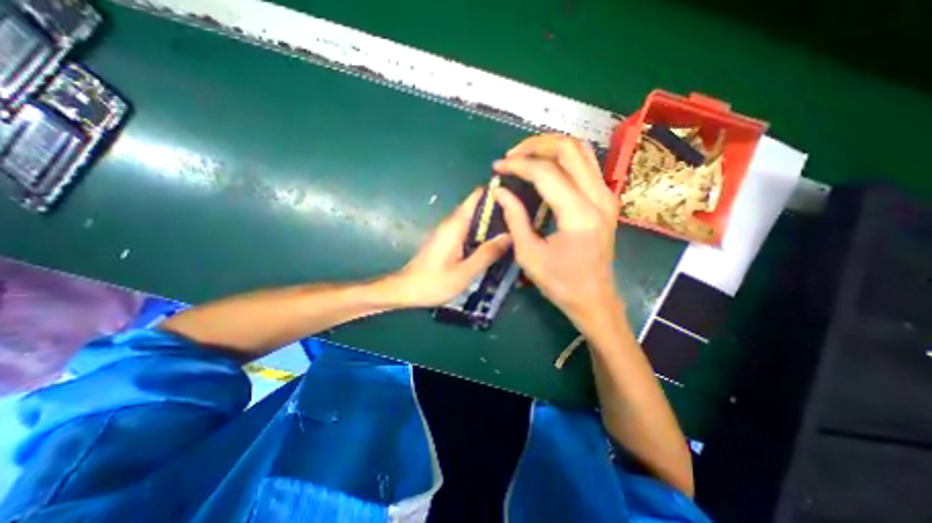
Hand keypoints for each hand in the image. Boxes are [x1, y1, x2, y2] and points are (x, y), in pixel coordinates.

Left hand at [390, 188, 512, 304]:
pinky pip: (468, 231)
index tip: (516, 195)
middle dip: (497, 210)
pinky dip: (481, 233)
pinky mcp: (446, 241)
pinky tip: (494, 244)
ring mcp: (448, 232)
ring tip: (514, 229)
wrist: (405, 290)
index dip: (494, 193)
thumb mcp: (464, 272)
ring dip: (491, 223)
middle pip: (477, 208)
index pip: (475, 198)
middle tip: (521, 218)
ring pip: (473, 220)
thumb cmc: (433, 283)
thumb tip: (509, 236)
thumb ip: (486, 254)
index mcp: (455, 226)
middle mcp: (451, 224)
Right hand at [491, 134, 620, 321]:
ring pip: (581, 150)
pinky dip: (563, 158)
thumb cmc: (561, 283)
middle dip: (536, 145)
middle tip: (511, 155)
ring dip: (551, 147)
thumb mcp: (529, 255)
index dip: (518, 165)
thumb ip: (515, 218)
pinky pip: (586, 164)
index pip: (546, 172)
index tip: (498, 168)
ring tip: (525, 156)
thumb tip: (500, 191)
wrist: (594, 299)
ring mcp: (607, 196)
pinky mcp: (606, 199)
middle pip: (569, 149)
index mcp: (579, 215)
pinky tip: (545, 167)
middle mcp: (599, 198)